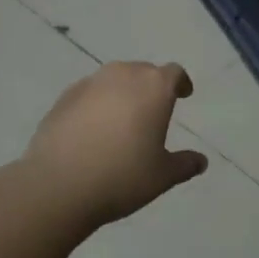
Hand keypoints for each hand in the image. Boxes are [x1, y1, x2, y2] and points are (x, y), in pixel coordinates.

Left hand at [25, 61, 208, 228]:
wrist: (58, 186)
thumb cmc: (122, 176)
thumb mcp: (162, 176)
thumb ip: (185, 164)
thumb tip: (200, 161)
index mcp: (154, 88)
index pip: (174, 73)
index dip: (181, 83)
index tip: (184, 95)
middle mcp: (123, 76)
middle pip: (143, 71)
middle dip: (151, 87)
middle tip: (153, 111)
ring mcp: (89, 84)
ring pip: (114, 80)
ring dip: (122, 93)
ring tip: (122, 119)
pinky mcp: (63, 98)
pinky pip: (89, 93)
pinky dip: (97, 104)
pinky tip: (93, 129)